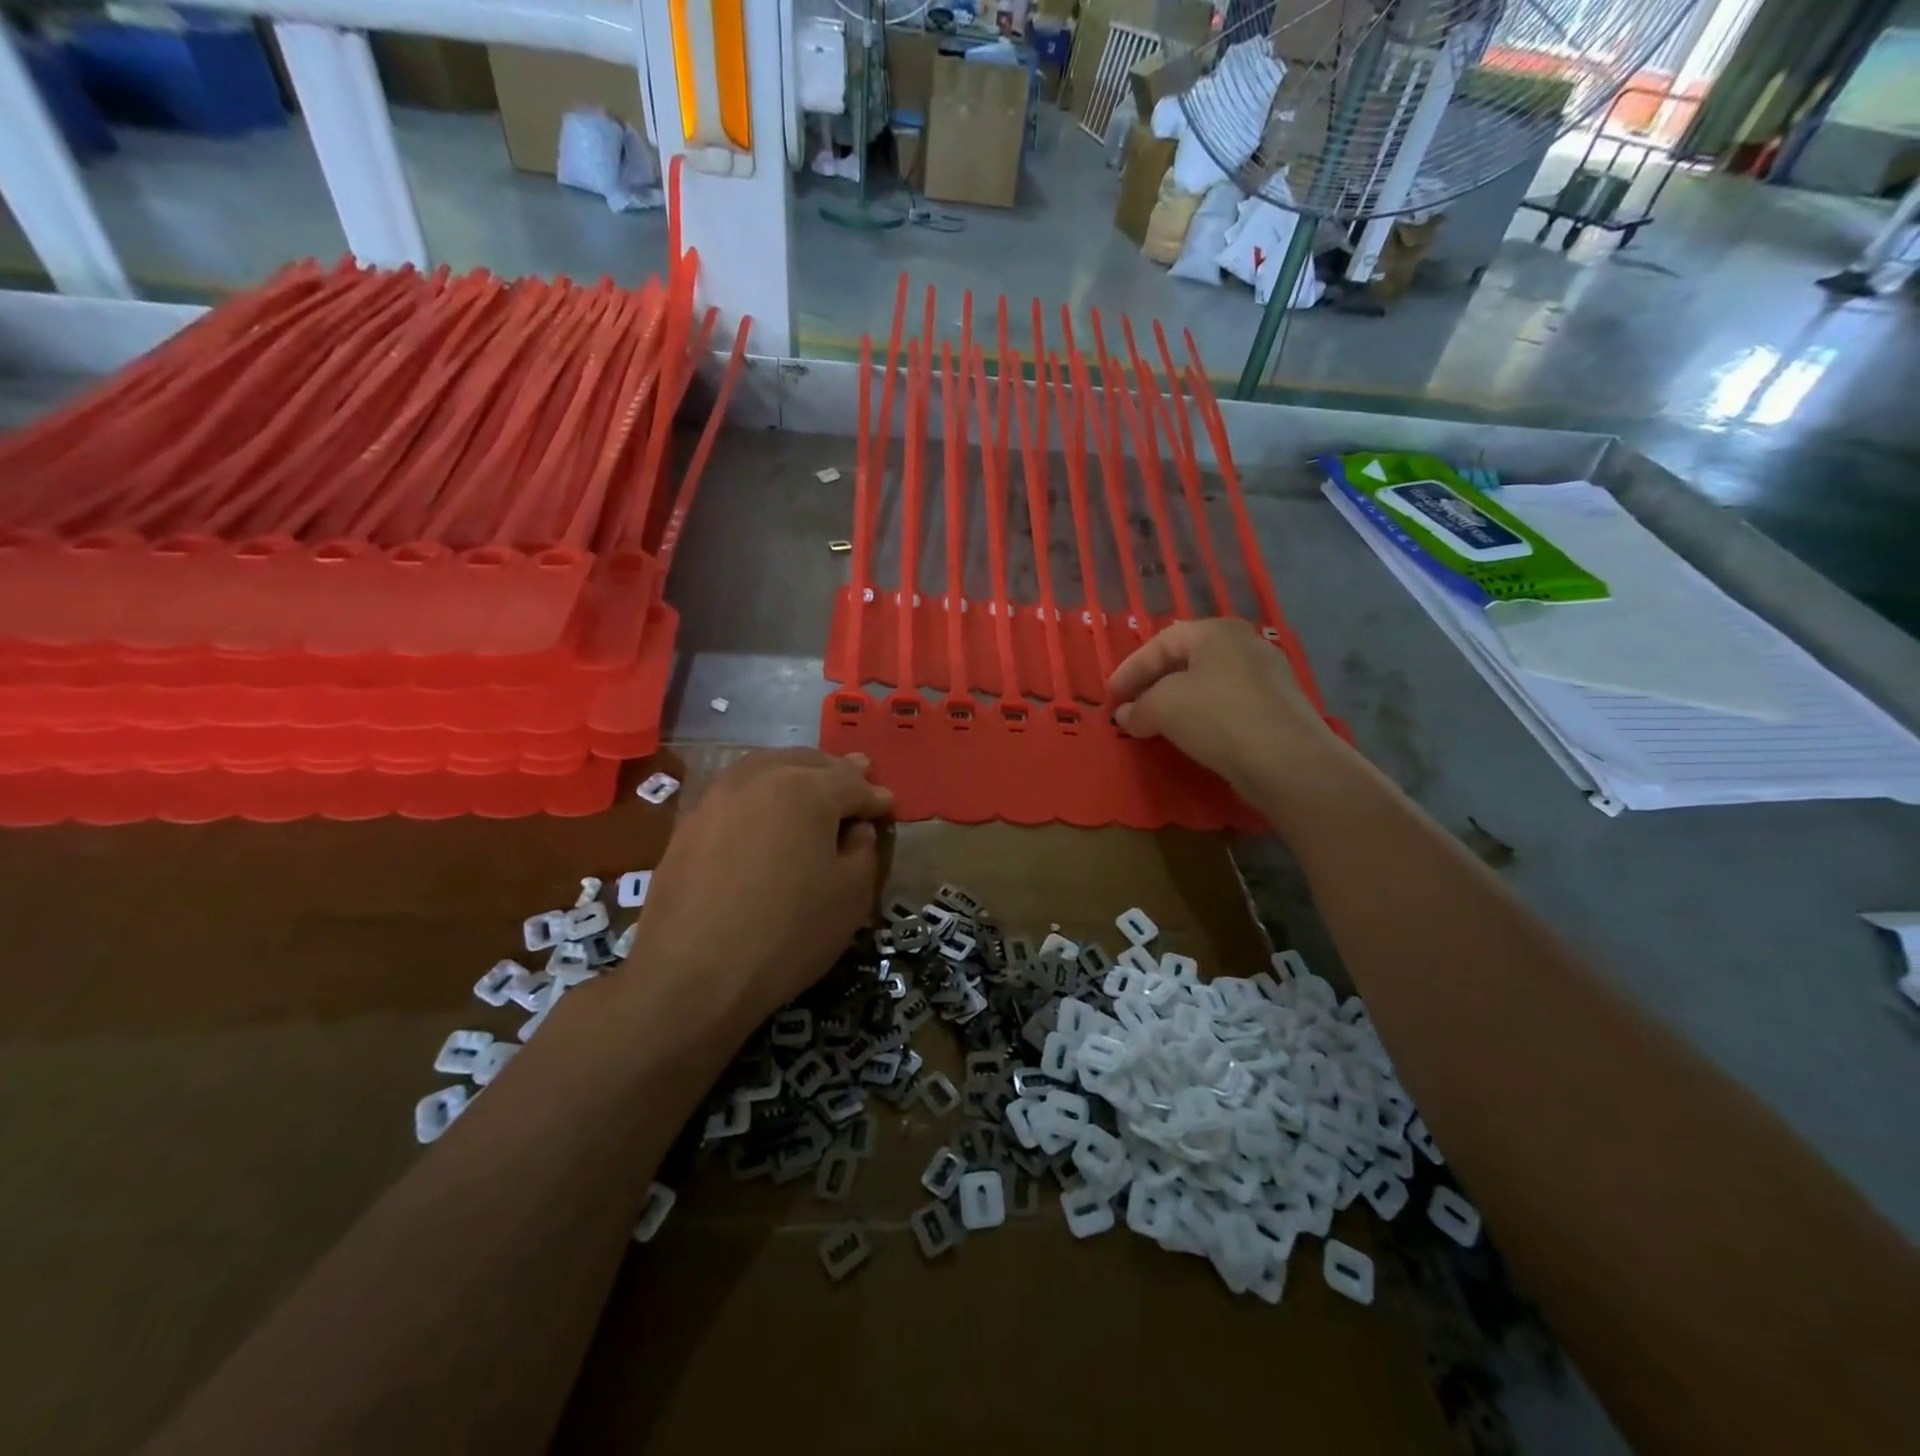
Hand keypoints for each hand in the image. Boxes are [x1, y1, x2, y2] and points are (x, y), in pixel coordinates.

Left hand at [629, 749, 892, 1026]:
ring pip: (767, 768)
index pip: (852, 784)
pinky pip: (738, 791)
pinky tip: (767, 811)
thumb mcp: (851, 895)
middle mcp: (761, 777)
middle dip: (837, 772)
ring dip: (796, 773)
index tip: (887, 805)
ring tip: (812, 785)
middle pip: (808, 763)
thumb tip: (855, 829)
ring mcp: (718, 796)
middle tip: (858, 777)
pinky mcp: (690, 821)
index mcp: (807, 788)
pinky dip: (762, 792)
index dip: (875, 797)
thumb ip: (862, 849)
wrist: (693, 973)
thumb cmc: (788, 932)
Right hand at [1106, 618, 1342, 798]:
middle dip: (1153, 683)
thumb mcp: (1163, 707)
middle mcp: (1245, 644)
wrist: (1288, 761)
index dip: (1130, 669)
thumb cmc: (1218, 717)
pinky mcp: (1278, 707)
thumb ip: (1138, 707)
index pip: (1160, 642)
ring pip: (1208, 682)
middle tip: (1131, 707)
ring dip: (1177, 701)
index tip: (1111, 697)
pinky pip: (1228, 703)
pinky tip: (1192, 735)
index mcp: (1216, 631)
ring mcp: (1267, 675)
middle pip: (1186, 659)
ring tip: (1156, 723)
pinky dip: (1203, 715)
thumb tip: (1127, 715)